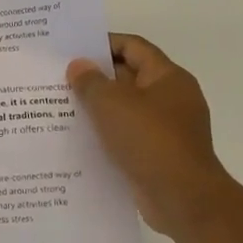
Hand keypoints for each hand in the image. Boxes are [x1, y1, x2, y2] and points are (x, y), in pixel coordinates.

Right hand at [67, 34, 235, 236]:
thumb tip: (78, 66)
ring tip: (62, 106)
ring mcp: (167, 129)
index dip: (103, 43)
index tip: (72, 48)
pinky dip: (106, 134)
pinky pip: (128, 135)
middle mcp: (172, 98)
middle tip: (59, 77)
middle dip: (96, 77)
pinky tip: (79, 138)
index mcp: (168, 77)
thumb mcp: (111, 103)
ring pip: (126, 109)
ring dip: (98, 108)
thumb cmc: (149, 140)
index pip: (133, 47)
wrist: (183, 199)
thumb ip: (90, 81)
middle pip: (129, 76)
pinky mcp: (159, 155)